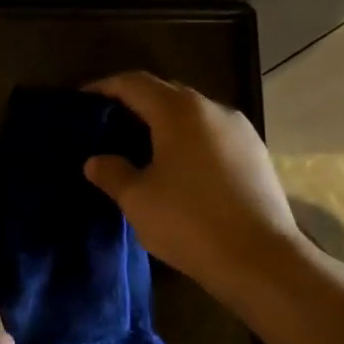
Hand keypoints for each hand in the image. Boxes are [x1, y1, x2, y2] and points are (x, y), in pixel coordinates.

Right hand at [82, 72, 302, 300]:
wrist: (261, 260)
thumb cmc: (190, 222)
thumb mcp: (138, 200)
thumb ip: (112, 173)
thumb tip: (96, 161)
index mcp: (179, 111)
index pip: (134, 83)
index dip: (105, 88)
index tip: (82, 101)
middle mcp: (212, 109)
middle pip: (165, 93)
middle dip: (135, 104)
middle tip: (108, 126)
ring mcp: (240, 130)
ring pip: (192, 115)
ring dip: (164, 124)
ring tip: (141, 148)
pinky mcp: (256, 154)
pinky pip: (212, 135)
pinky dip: (189, 141)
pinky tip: (179, 169)